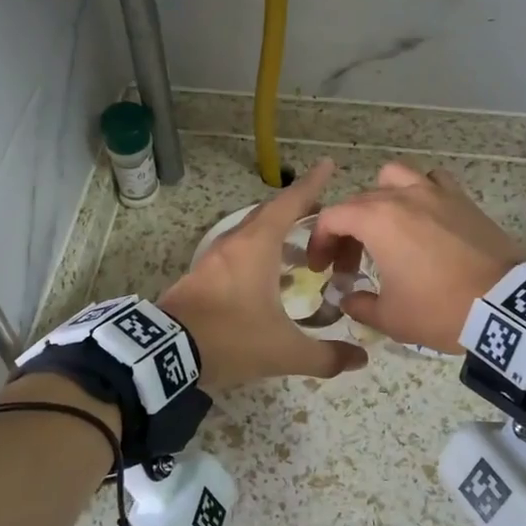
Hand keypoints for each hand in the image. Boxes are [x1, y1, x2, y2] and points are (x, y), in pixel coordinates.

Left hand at [157, 159, 369, 391]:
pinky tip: (269, 279)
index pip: (290, 204)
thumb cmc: (230, 338)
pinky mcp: (200, 276)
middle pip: (269, 214)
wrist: (165, 353)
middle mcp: (235, 243)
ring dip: (276, 234)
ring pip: (250, 234)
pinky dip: (258, 254)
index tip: (327, 165)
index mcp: (257, 246)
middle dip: (296, 208)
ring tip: (300, 251)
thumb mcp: (284, 352)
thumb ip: (325, 357)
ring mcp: (213, 259)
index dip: (311, 184)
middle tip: (321, 211)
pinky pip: (237, 253)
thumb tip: (360, 360)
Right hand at [308, 162, 525, 352]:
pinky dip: (421, 192)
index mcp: (376, 219)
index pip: (331, 218)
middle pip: (359, 202)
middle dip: (347, 230)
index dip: (320, 242)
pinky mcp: (462, 200)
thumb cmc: (440, 309)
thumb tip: (349, 299)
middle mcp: (402, 196)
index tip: (322, 269)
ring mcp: (435, 193)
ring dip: (381, 198)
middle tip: (351, 264)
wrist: (506, 305)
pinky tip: (425, 218)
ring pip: (394, 177)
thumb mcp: (390, 317)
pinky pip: (433, 181)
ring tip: (385, 226)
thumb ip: (360, 305)